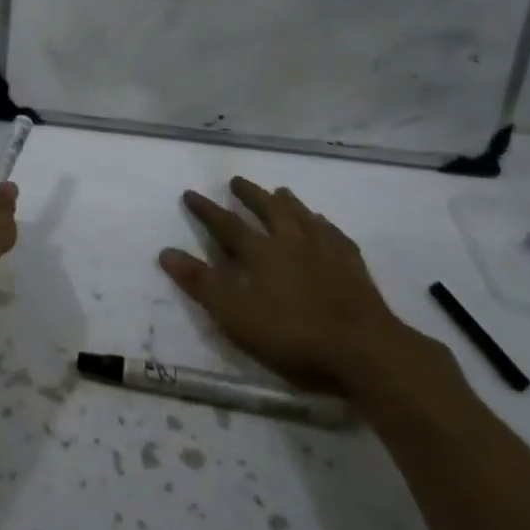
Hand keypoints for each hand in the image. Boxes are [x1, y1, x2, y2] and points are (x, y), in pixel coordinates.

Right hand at [159, 178, 443, 399]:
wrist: (363, 348)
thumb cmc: (292, 333)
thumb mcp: (236, 315)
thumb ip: (201, 283)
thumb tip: (166, 251)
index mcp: (261, 252)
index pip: (227, 224)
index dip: (206, 210)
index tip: (190, 193)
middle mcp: (292, 241)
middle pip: (268, 209)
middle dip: (250, 194)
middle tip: (237, 181)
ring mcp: (326, 250)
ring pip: (303, 215)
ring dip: (287, 202)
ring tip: (280, 191)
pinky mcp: (353, 265)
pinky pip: (334, 233)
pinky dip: (323, 223)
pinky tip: (324, 224)